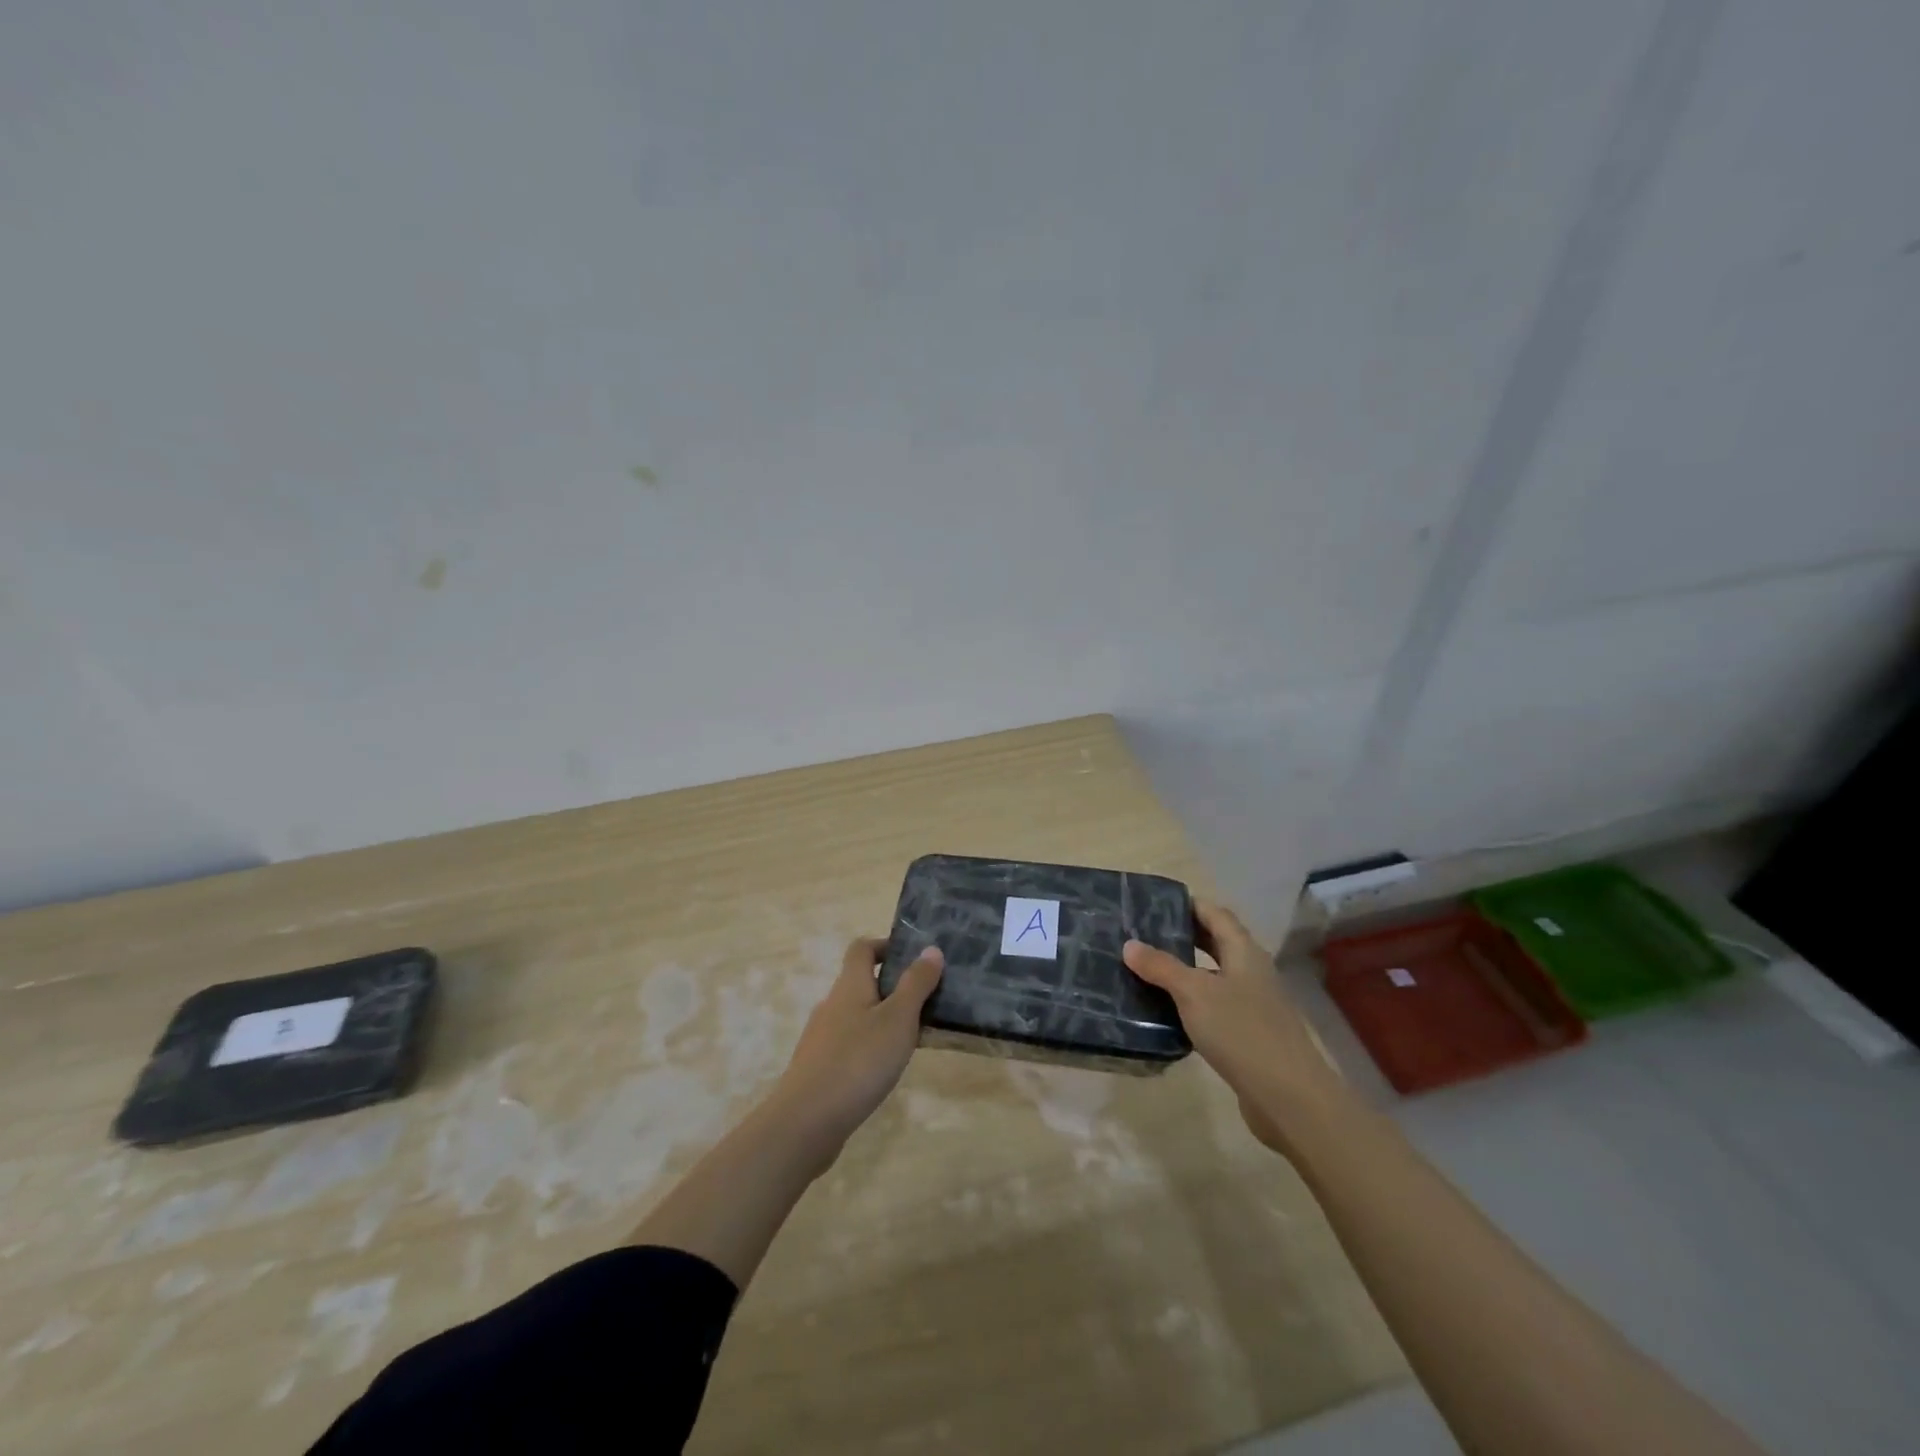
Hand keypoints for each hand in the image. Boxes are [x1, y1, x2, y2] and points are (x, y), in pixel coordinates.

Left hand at [765, 936, 943, 1164]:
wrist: (805, 1122)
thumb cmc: (858, 1061)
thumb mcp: (898, 1019)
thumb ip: (916, 984)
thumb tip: (930, 948)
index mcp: (850, 985)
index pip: (862, 948)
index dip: (885, 946)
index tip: (914, 958)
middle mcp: (832, 1005)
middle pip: (861, 983)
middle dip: (892, 988)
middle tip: (926, 1003)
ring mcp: (821, 1038)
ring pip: (856, 1016)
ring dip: (883, 1020)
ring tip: (912, 1039)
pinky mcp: (819, 1068)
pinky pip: (849, 1044)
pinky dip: (869, 1047)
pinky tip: (885, 1070)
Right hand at [1124, 900, 1342, 1155]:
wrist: (1289, 1097)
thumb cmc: (1241, 1031)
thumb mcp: (1193, 993)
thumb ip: (1161, 966)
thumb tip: (1129, 944)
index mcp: (1244, 952)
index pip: (1215, 914)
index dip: (1189, 904)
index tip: (1155, 903)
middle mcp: (1251, 972)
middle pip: (1216, 943)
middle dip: (1184, 935)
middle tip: (1144, 933)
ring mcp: (1253, 1004)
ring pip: (1214, 976)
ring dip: (1185, 970)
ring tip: (1147, 969)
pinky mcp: (1248, 1034)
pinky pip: (1215, 1006)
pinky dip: (1192, 1002)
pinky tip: (1167, 1011)